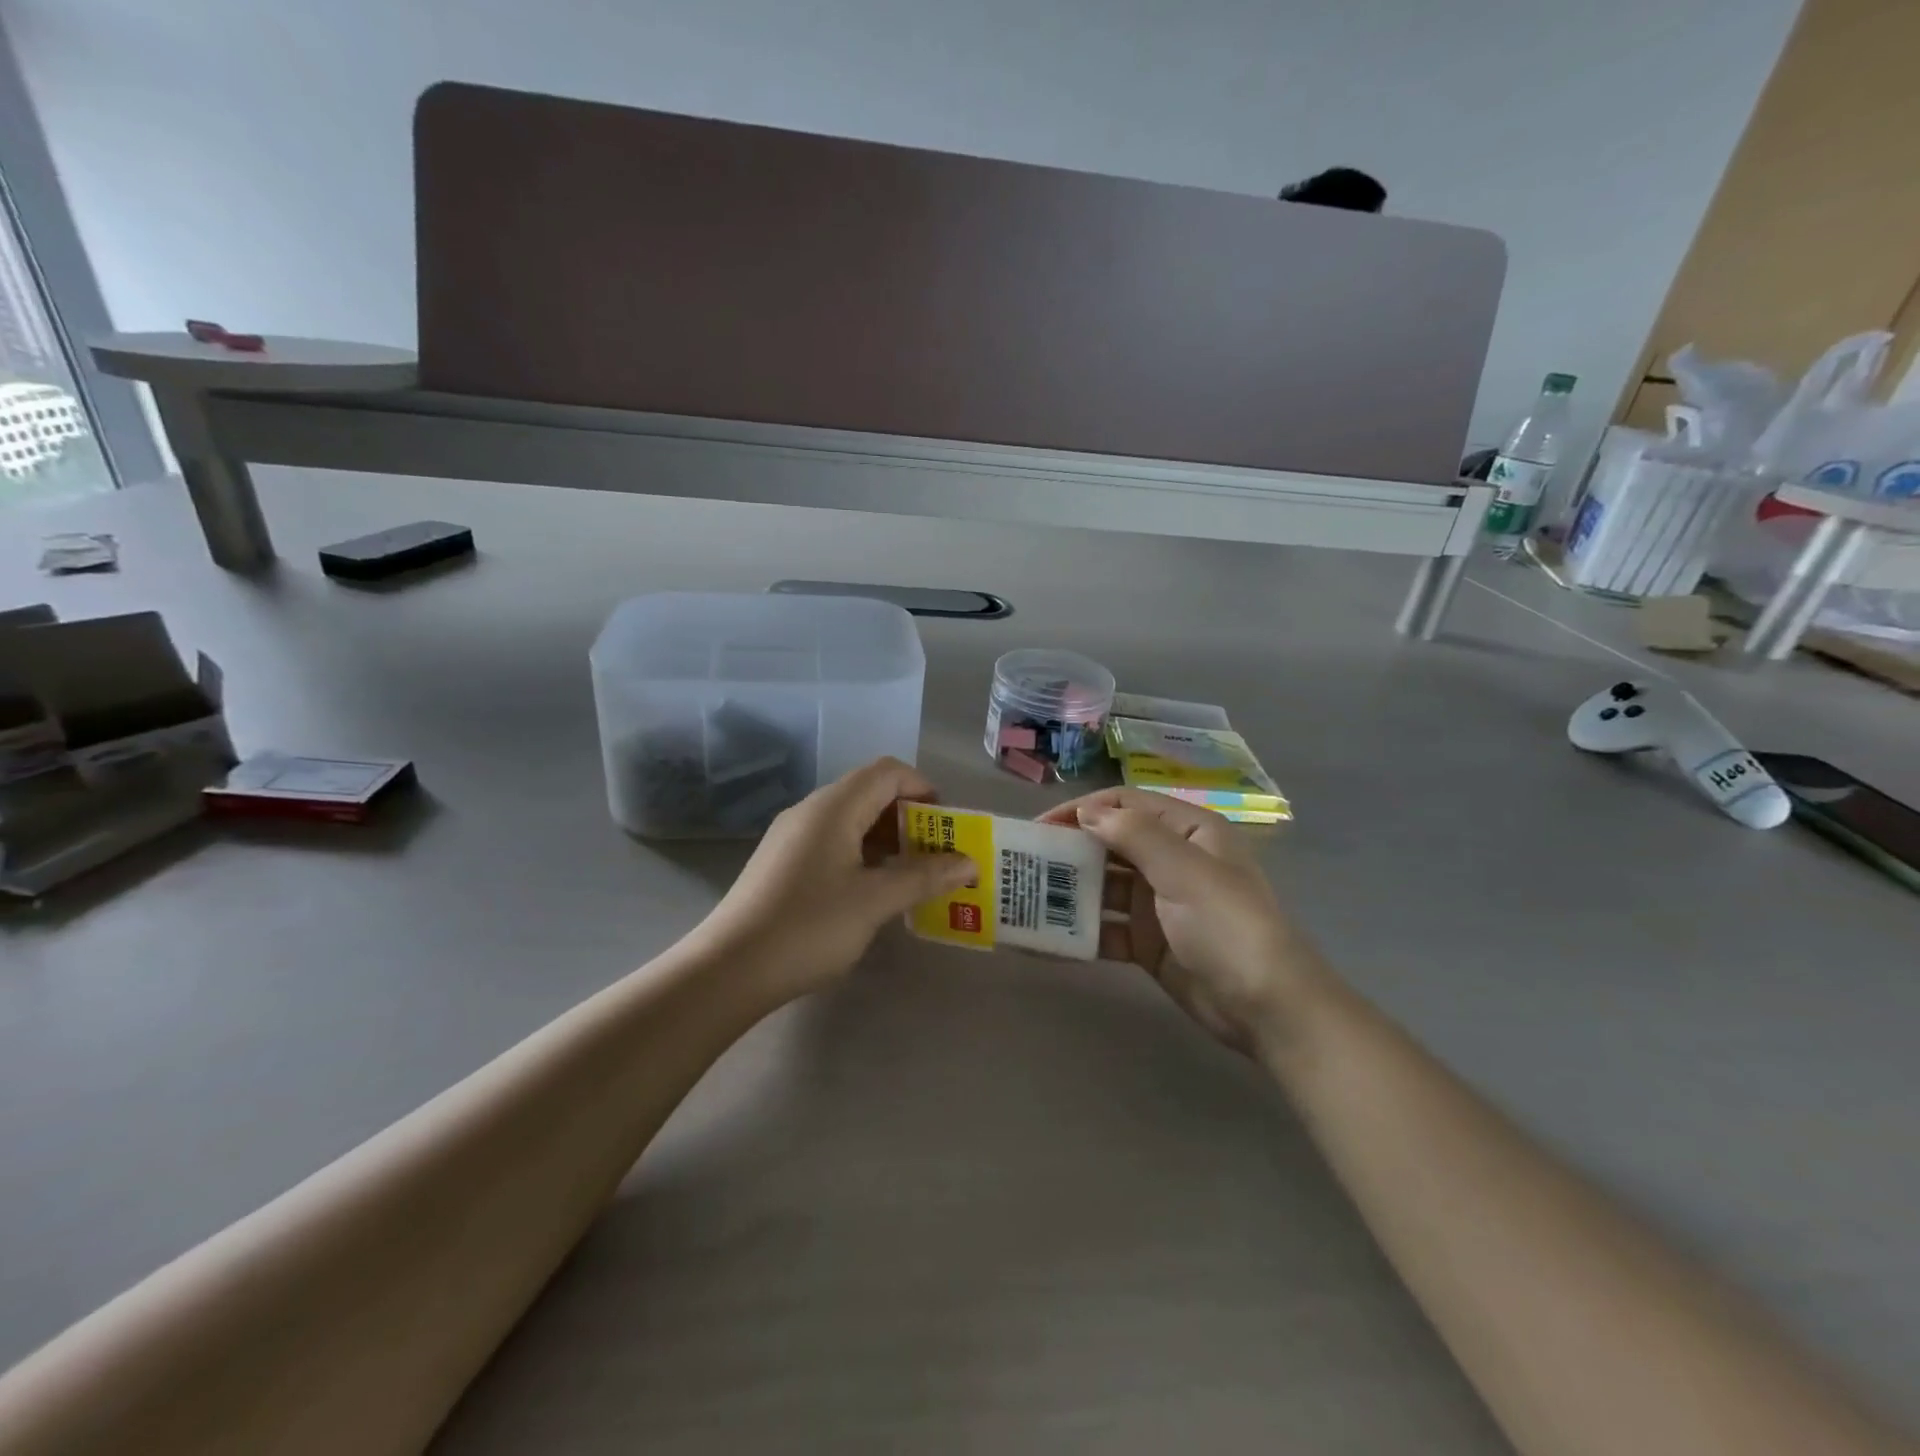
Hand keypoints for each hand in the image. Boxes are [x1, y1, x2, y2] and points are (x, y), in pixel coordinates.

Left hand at [697, 758, 975, 1000]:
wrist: (729, 969)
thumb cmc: (809, 926)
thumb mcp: (875, 901)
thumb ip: (925, 877)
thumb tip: (969, 863)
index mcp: (834, 807)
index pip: (888, 772)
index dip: (924, 789)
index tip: (948, 826)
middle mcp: (811, 811)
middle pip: (870, 793)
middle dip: (910, 818)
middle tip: (937, 855)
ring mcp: (792, 837)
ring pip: (851, 820)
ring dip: (887, 839)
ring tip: (913, 876)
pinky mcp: (782, 863)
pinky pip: (833, 842)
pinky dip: (862, 855)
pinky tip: (873, 891)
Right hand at [1041, 789, 1327, 1055]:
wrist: (1267, 1007)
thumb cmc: (1227, 925)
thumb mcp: (1184, 870)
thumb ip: (1134, 835)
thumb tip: (1087, 811)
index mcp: (1188, 831)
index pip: (1126, 804)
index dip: (1083, 810)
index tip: (1040, 826)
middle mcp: (1172, 861)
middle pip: (1111, 844)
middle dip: (1069, 850)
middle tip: (1024, 861)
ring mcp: (1159, 904)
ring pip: (1104, 887)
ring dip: (1069, 891)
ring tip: (1025, 897)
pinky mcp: (1149, 943)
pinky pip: (1107, 929)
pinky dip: (1079, 932)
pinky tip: (1046, 939)